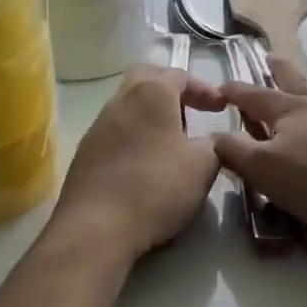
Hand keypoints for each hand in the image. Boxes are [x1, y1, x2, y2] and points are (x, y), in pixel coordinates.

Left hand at [54, 65, 225, 261]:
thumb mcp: (203, 165)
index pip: (180, 75)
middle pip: (146, 79)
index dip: (204, 88)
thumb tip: (214, 140)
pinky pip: (115, 132)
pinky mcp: (84, 155)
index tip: (222, 107)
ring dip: (151, 115)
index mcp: (151, 94)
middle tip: (191, 111)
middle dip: (171, 89)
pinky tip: (146, 163)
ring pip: (128, 105)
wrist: (95, 231)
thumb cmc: (156, 187)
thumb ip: (215, 144)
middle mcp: (120, 101)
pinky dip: (135, 136)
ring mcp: (98, 127)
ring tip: (172, 141)